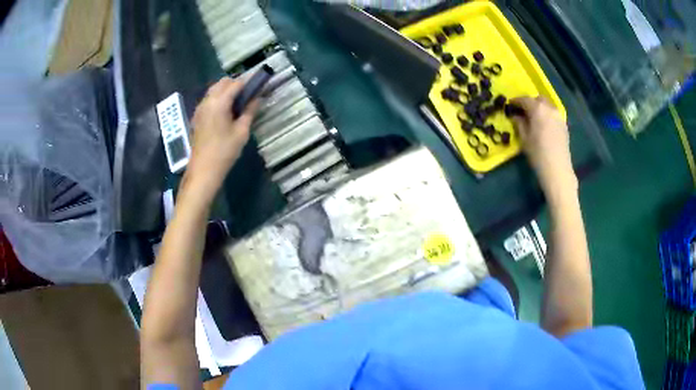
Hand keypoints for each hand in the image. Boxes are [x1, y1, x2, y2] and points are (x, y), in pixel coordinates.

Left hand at [183, 77, 259, 202]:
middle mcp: (207, 101)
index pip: (236, 83)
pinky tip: (225, 113)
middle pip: (222, 82)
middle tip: (247, 97)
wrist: (203, 170)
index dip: (248, 83)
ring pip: (214, 90)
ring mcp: (200, 108)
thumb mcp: (242, 132)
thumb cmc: (224, 151)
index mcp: (219, 102)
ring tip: (237, 105)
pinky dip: (218, 99)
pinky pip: (209, 100)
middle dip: (236, 85)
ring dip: (226, 91)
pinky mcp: (197, 116)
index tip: (258, 87)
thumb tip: (257, 98)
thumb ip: (250, 111)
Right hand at [511, 96, 576, 197]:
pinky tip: (544, 125)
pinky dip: (547, 115)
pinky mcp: (564, 125)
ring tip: (534, 118)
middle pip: (538, 99)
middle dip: (530, 102)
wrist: (558, 170)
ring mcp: (559, 116)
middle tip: (523, 111)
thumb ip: (519, 123)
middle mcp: (549, 108)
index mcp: (537, 109)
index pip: (524, 99)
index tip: (510, 105)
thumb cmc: (538, 154)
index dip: (515, 101)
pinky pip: (553, 114)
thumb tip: (516, 116)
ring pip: (547, 106)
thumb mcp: (524, 139)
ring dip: (540, 108)